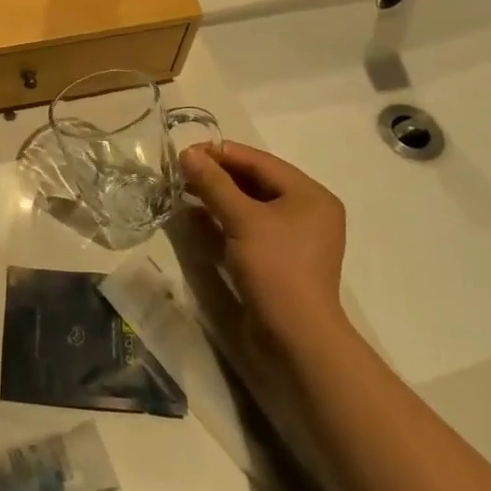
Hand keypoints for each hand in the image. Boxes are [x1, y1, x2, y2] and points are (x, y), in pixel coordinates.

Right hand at [180, 141, 348, 356]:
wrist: (296, 339)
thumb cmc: (275, 268)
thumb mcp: (242, 220)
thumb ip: (214, 183)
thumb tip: (187, 153)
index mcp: (309, 194)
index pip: (259, 161)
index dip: (221, 153)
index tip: (185, 151)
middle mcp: (307, 210)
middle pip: (255, 181)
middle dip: (218, 175)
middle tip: (181, 170)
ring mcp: (294, 236)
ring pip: (251, 204)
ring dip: (218, 196)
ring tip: (184, 189)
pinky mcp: (280, 258)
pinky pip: (250, 226)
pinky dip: (225, 218)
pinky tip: (198, 215)